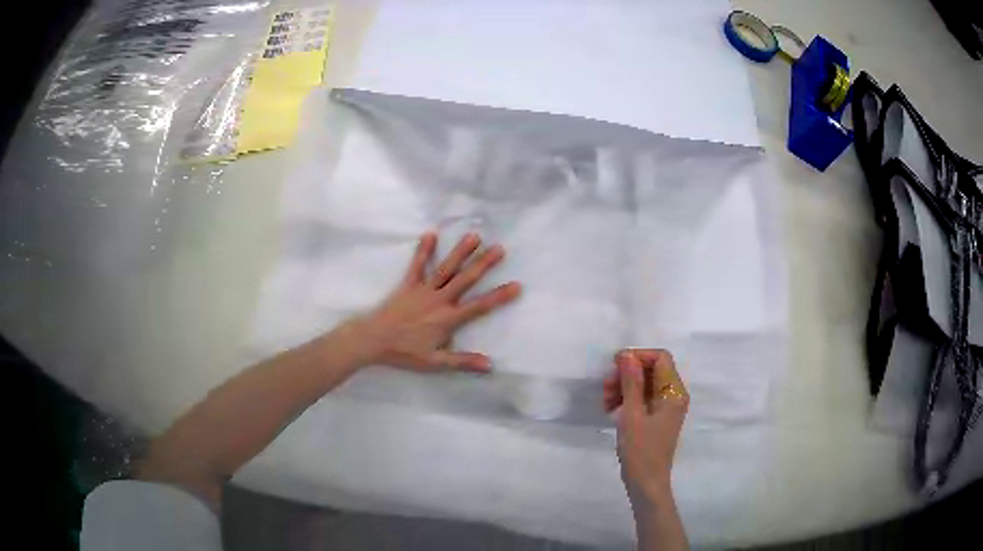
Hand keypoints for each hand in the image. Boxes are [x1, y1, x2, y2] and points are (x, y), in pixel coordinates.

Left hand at [356, 231, 520, 371]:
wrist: (373, 339)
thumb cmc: (405, 352)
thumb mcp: (435, 362)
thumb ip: (463, 361)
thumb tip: (490, 365)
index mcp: (448, 319)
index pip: (479, 306)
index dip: (499, 296)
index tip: (517, 285)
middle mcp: (439, 300)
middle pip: (465, 280)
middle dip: (483, 264)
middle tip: (500, 249)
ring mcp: (423, 290)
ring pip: (445, 268)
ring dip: (460, 252)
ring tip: (474, 236)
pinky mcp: (408, 284)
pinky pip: (417, 265)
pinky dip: (423, 249)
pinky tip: (430, 233)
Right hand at [605, 349, 688, 505]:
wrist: (646, 483)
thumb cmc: (640, 450)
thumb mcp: (632, 414)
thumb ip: (631, 382)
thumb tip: (626, 355)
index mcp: (673, 392)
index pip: (660, 357)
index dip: (637, 357)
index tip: (614, 366)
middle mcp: (674, 395)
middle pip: (652, 369)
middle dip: (627, 373)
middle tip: (605, 388)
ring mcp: (666, 407)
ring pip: (645, 383)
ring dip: (624, 386)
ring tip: (605, 401)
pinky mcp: (657, 417)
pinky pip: (643, 398)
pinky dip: (627, 399)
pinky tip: (611, 409)